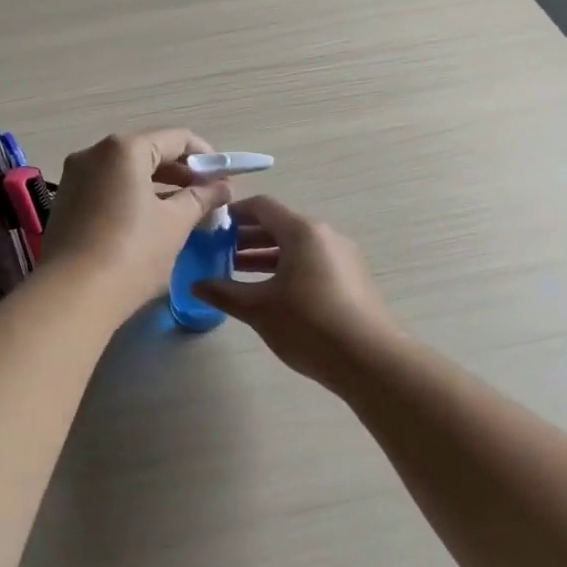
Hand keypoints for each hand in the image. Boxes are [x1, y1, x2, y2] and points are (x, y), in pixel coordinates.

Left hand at [41, 130, 230, 319]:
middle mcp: (93, 154)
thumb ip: (201, 198)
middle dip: (181, 174)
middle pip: (148, 152)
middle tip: (208, 198)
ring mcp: (74, 178)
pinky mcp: (65, 203)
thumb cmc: (132, 253)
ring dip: (157, 187)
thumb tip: (222, 187)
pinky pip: (107, 189)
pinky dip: (132, 198)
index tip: (224, 180)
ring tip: (184, 212)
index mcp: (124, 149)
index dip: (207, 157)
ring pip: (126, 172)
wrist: (73, 295)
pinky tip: (149, 222)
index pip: (176, 139)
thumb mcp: (175, 224)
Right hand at [195, 195, 402, 386]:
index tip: (210, 228)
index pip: (261, 206)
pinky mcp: (352, 279)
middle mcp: (325, 236)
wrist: (371, 360)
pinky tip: (270, 293)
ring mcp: (343, 257)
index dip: (233, 213)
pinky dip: (286, 269)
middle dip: (246, 237)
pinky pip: (311, 263)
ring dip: (265, 256)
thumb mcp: (258, 308)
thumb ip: (223, 292)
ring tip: (236, 272)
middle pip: (279, 225)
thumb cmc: (308, 324)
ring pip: (296, 246)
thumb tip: (196, 284)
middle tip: (216, 252)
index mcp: (302, 231)